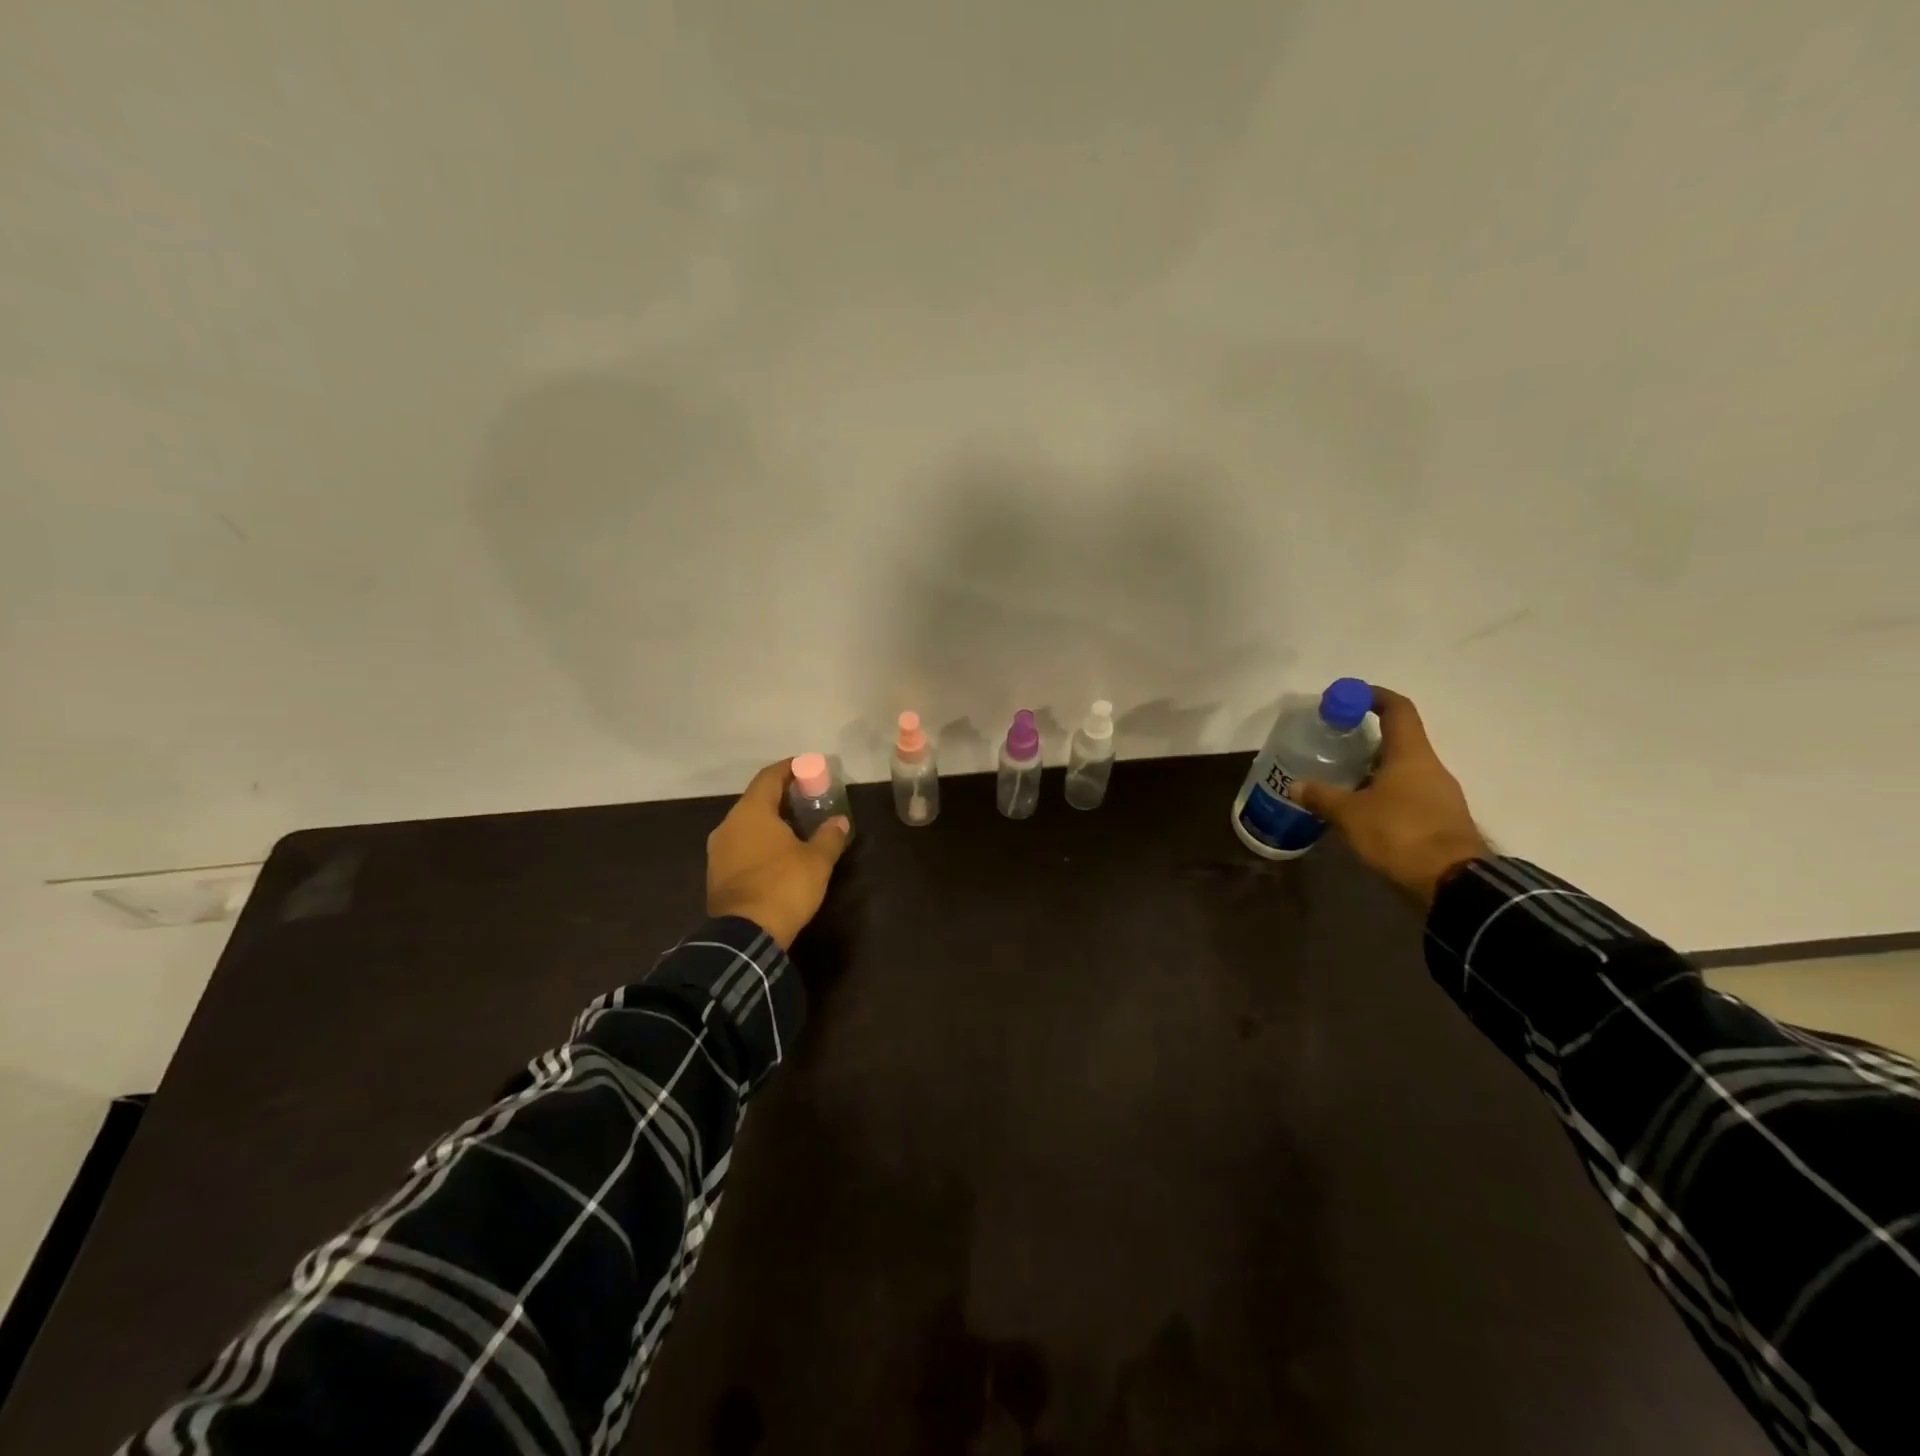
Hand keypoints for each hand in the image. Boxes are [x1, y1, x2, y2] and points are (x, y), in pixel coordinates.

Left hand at [706, 760, 851, 948]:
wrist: (745, 935)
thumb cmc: (783, 886)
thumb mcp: (817, 860)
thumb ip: (829, 836)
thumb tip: (840, 821)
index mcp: (751, 812)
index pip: (769, 777)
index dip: (789, 768)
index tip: (807, 766)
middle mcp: (728, 825)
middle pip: (756, 799)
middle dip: (782, 796)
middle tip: (807, 798)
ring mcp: (718, 851)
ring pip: (746, 824)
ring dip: (770, 821)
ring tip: (795, 827)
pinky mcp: (716, 874)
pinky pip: (740, 845)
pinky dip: (759, 841)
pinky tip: (777, 854)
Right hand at [1291, 687, 1487, 906]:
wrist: (1454, 883)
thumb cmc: (1400, 834)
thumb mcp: (1350, 815)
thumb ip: (1322, 796)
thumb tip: (1296, 785)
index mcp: (1411, 754)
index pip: (1397, 709)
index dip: (1373, 696)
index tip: (1348, 696)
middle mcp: (1430, 767)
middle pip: (1399, 741)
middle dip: (1365, 739)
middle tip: (1334, 745)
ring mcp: (1440, 794)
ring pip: (1402, 770)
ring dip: (1373, 770)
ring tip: (1341, 781)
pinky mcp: (1441, 820)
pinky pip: (1408, 795)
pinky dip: (1384, 794)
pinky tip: (1361, 811)